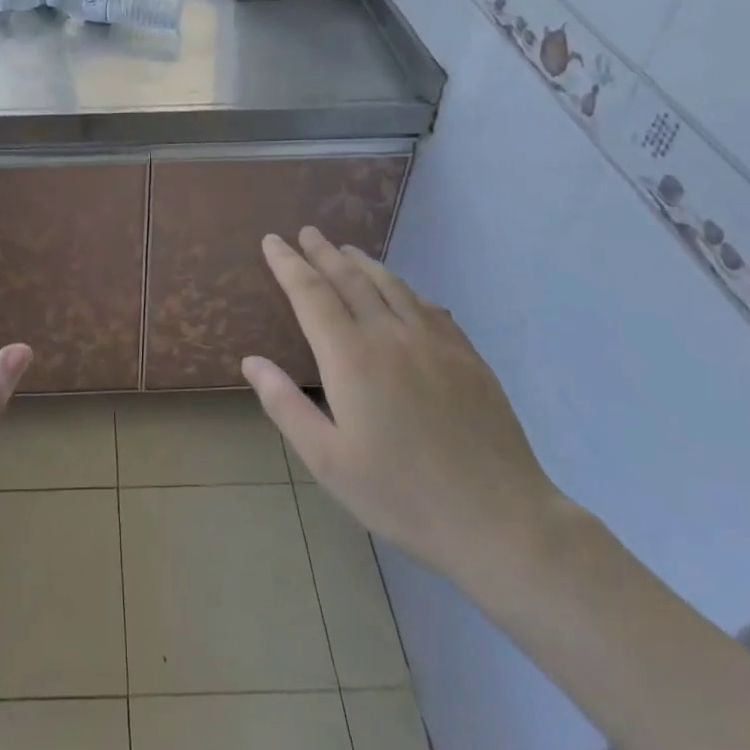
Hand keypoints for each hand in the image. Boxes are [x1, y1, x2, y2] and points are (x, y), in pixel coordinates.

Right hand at [242, 226, 565, 589]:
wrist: (498, 517)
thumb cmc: (401, 493)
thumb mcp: (327, 461)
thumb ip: (285, 405)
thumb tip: (251, 361)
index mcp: (350, 357)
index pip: (310, 294)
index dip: (288, 264)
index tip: (272, 241)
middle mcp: (389, 335)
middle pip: (349, 279)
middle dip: (323, 253)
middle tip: (307, 232)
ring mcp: (433, 341)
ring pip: (391, 285)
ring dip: (363, 263)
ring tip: (345, 250)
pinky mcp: (466, 355)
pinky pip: (428, 306)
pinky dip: (404, 289)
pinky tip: (403, 292)